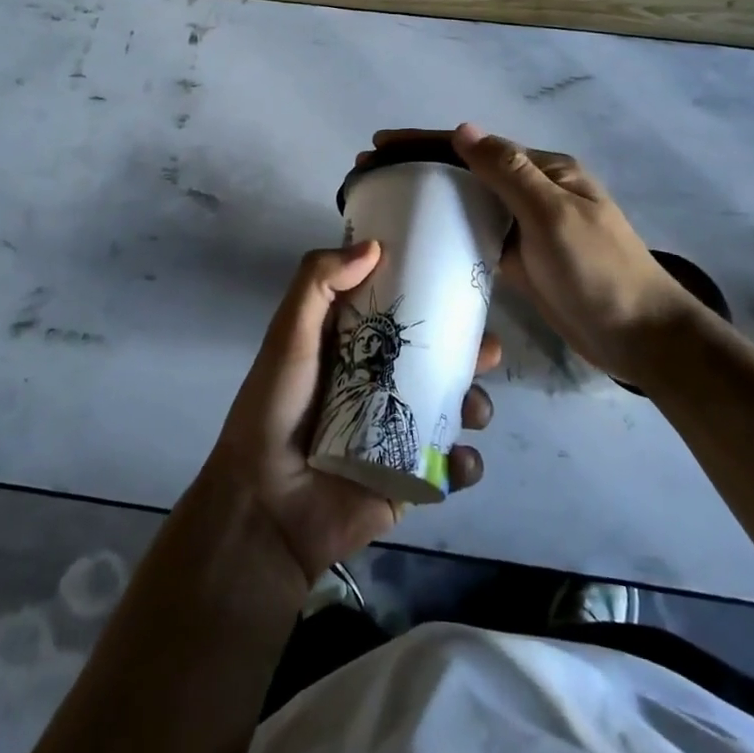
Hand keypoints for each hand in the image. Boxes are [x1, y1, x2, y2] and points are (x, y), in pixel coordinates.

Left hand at [203, 242, 499, 585]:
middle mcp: (382, 385)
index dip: (435, 298)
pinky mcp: (410, 479)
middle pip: (440, 361)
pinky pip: (452, 469)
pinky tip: (458, 459)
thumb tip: (375, 247)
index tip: (463, 285)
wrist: (266, 505)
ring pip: (455, 410)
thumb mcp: (289, 335)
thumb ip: (318, 283)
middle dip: (471, 353)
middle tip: (487, 350)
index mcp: (356, 348)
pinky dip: (466, 464)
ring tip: (473, 410)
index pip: (404, 314)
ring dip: (476, 405)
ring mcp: (399, 433)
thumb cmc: (276, 409)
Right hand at [367, 125, 711, 378]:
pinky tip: (418, 235)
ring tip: (384, 198)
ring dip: (428, 196)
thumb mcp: (553, 215)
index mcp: (544, 170)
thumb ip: (508, 172)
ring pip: (468, 202)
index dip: (425, 142)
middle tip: (370, 173)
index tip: (381, 145)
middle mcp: (532, 191)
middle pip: (467, 171)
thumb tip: (462, 129)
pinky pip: (475, 235)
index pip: (475, 146)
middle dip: (419, 165)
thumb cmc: (599, 270)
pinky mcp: (519, 259)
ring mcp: (525, 227)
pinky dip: (447, 230)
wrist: (640, 336)